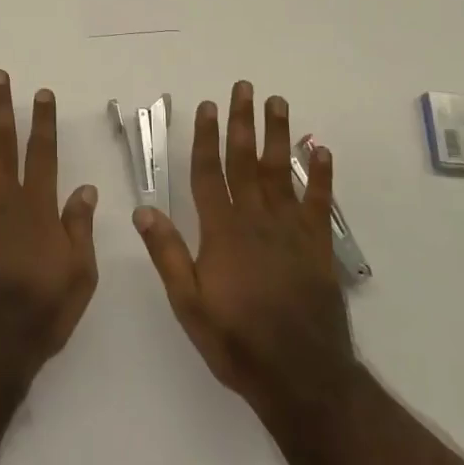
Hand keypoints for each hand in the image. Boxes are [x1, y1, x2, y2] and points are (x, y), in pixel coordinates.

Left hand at [0, 71, 98, 392]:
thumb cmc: (39, 314)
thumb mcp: (79, 277)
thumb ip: (80, 229)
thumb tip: (86, 188)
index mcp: (37, 209)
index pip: (43, 154)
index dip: (43, 122)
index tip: (41, 93)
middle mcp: (2, 200)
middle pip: (2, 144)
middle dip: (1, 108)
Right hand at [134, 82, 358, 422]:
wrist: (302, 377)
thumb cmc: (237, 341)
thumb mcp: (188, 304)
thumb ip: (167, 254)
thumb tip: (142, 209)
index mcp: (222, 231)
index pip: (209, 173)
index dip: (205, 138)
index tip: (206, 107)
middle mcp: (256, 220)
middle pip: (246, 161)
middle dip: (242, 122)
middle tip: (243, 87)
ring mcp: (290, 230)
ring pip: (281, 171)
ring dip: (279, 134)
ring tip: (277, 102)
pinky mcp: (318, 246)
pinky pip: (319, 202)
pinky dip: (321, 176)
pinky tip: (321, 150)